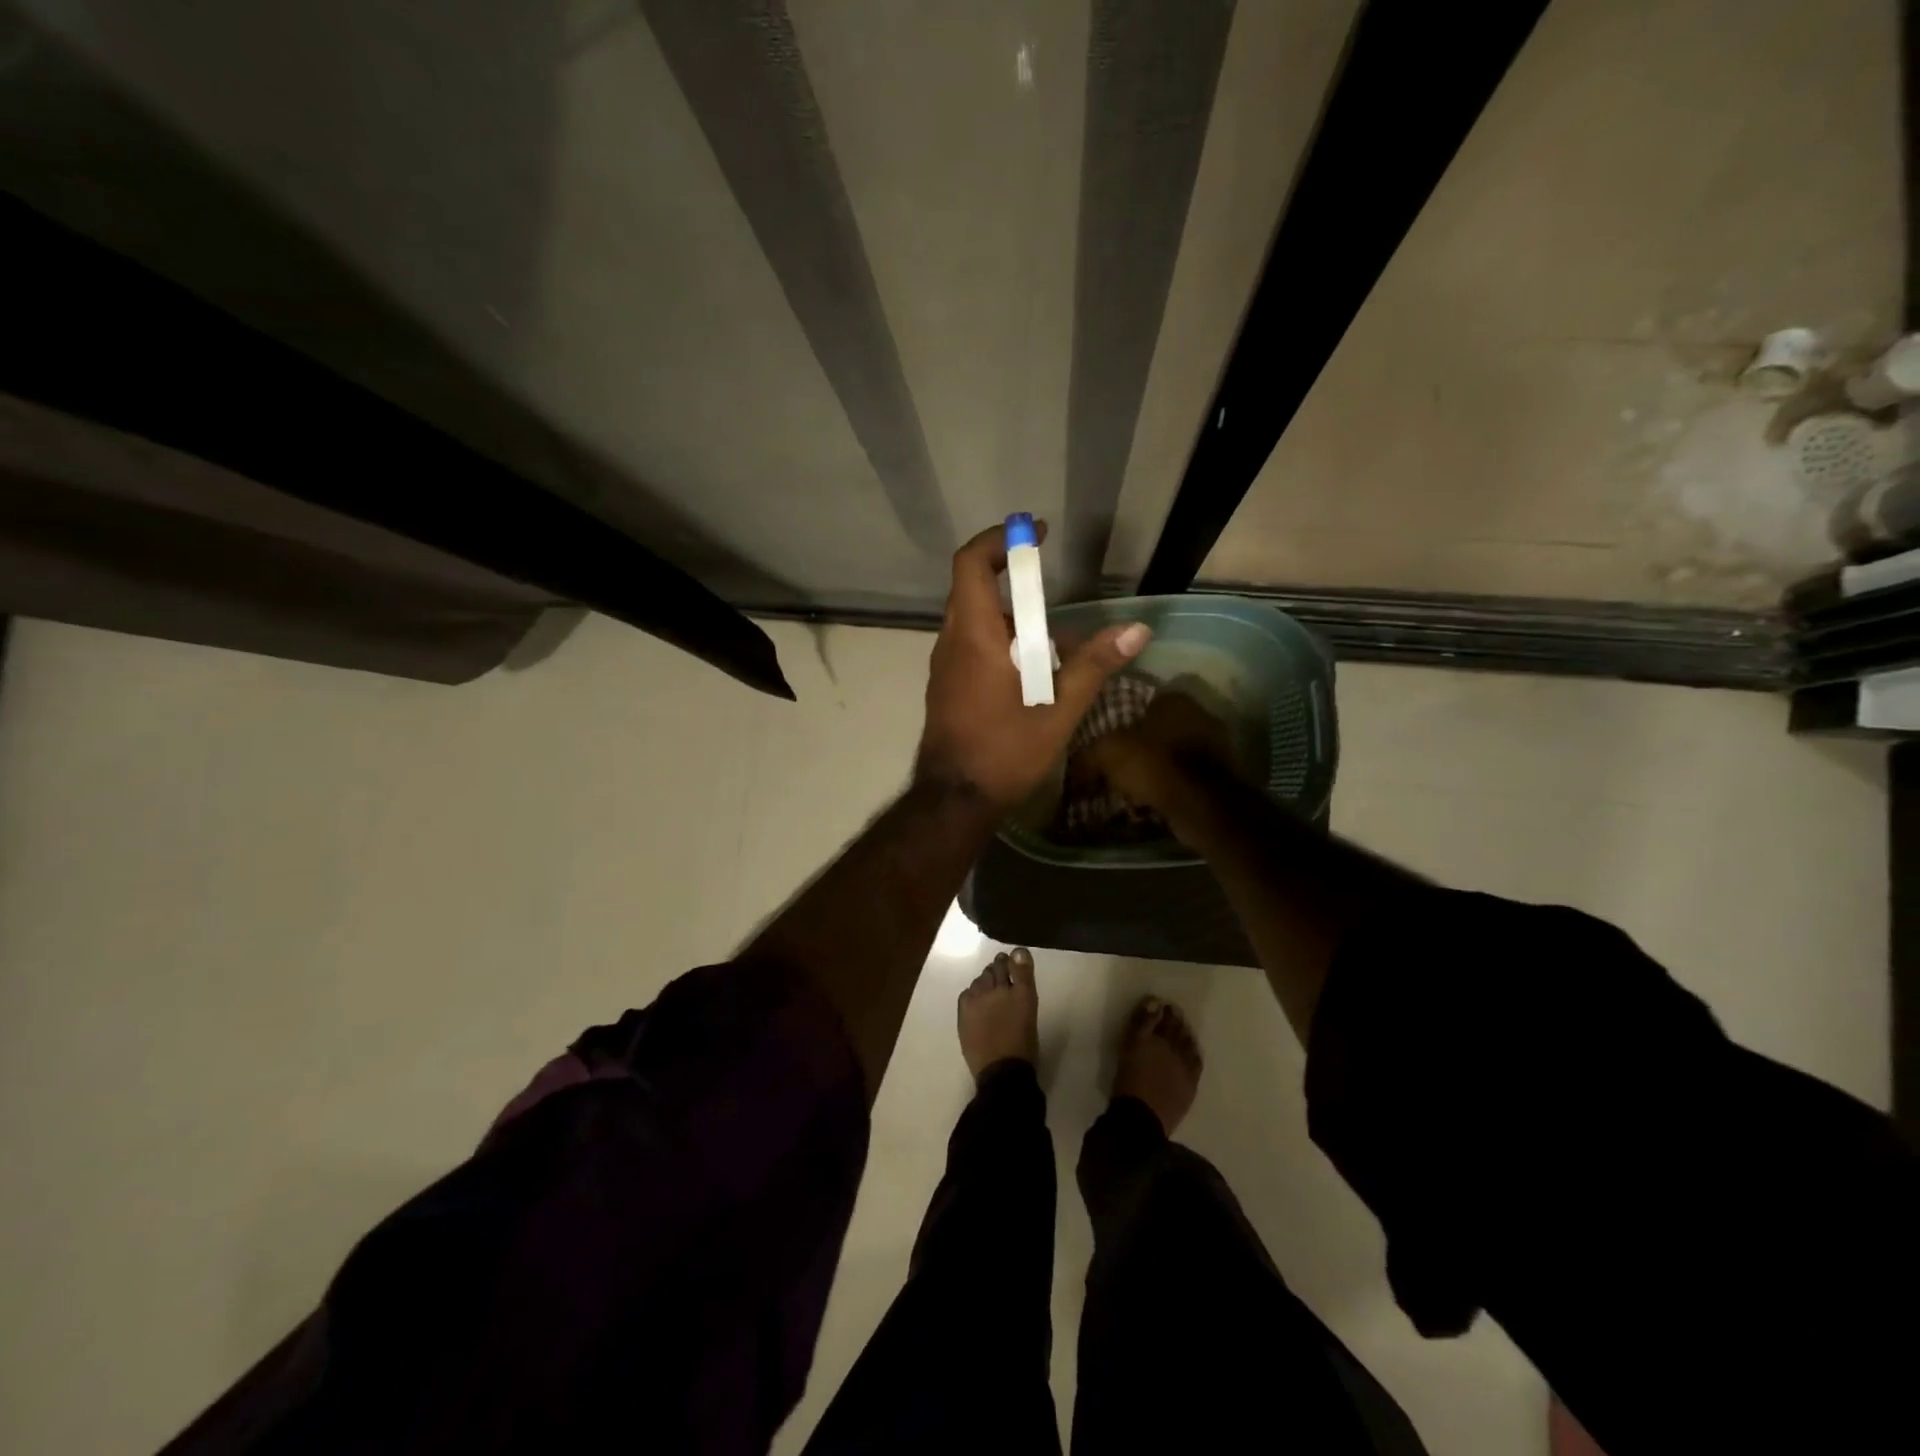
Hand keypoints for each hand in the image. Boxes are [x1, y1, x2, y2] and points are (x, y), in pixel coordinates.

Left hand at [916, 522, 1150, 812]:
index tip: (1033, 534)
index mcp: (975, 638)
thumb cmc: (1004, 753)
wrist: (953, 800)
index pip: (971, 565)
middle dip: (1011, 579)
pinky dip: (997, 640)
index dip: (999, 540)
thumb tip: (1138, 629)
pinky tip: (1028, 671)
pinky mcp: (945, 685)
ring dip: (1008, 616)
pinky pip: (969, 645)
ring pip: (972, 619)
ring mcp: (943, 666)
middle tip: (1050, 586)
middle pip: (972, 588)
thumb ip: (1094, 666)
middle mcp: (952, 643)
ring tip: (1051, 639)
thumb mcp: (1058, 711)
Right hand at [1083, 691, 1235, 831]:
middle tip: (1115, 762)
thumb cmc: (1153, 765)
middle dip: (1139, 743)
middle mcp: (1199, 714)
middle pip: (1159, 726)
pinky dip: (1170, 782)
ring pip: (1173, 751)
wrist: (1200, 806)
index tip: (1105, 737)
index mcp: (1174, 699)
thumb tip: (1072, 767)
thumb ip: (1088, 754)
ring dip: (1156, 765)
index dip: (1121, 718)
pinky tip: (1152, 796)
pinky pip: (1185, 774)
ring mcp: (1215, 744)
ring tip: (1132, 783)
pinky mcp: (1222, 774)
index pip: (1142, 700)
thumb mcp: (1107, 753)